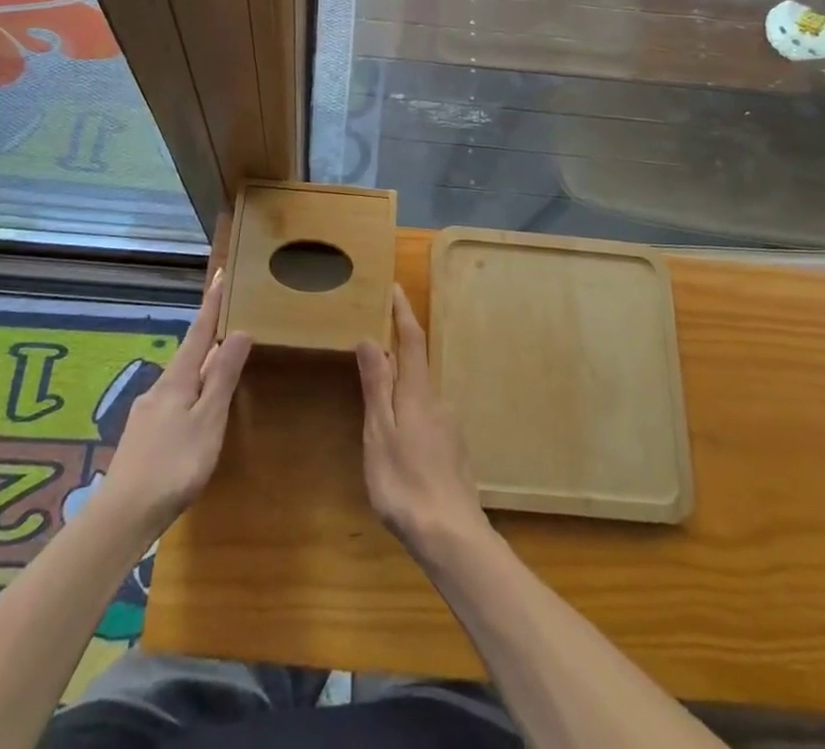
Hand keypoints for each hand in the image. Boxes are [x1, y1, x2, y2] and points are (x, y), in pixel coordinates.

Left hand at [97, 270, 250, 535]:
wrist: (121, 517)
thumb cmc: (174, 465)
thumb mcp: (208, 420)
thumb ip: (223, 377)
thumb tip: (238, 331)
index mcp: (177, 379)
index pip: (198, 331)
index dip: (212, 304)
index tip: (221, 274)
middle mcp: (159, 389)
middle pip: (188, 355)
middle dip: (207, 338)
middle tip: (227, 322)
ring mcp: (147, 414)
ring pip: (180, 381)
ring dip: (200, 370)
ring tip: (218, 368)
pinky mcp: (142, 439)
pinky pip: (173, 403)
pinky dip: (190, 396)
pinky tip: (194, 415)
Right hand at [356, 287, 489, 567]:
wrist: (452, 535)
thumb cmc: (405, 482)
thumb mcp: (380, 433)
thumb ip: (376, 386)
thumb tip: (370, 338)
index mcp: (418, 393)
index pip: (412, 341)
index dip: (403, 314)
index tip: (396, 288)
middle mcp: (438, 402)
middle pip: (416, 369)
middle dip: (397, 358)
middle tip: (372, 356)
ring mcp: (449, 429)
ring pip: (421, 400)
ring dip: (402, 396)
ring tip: (379, 413)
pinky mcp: (454, 453)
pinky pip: (428, 423)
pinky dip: (411, 421)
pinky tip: (401, 449)